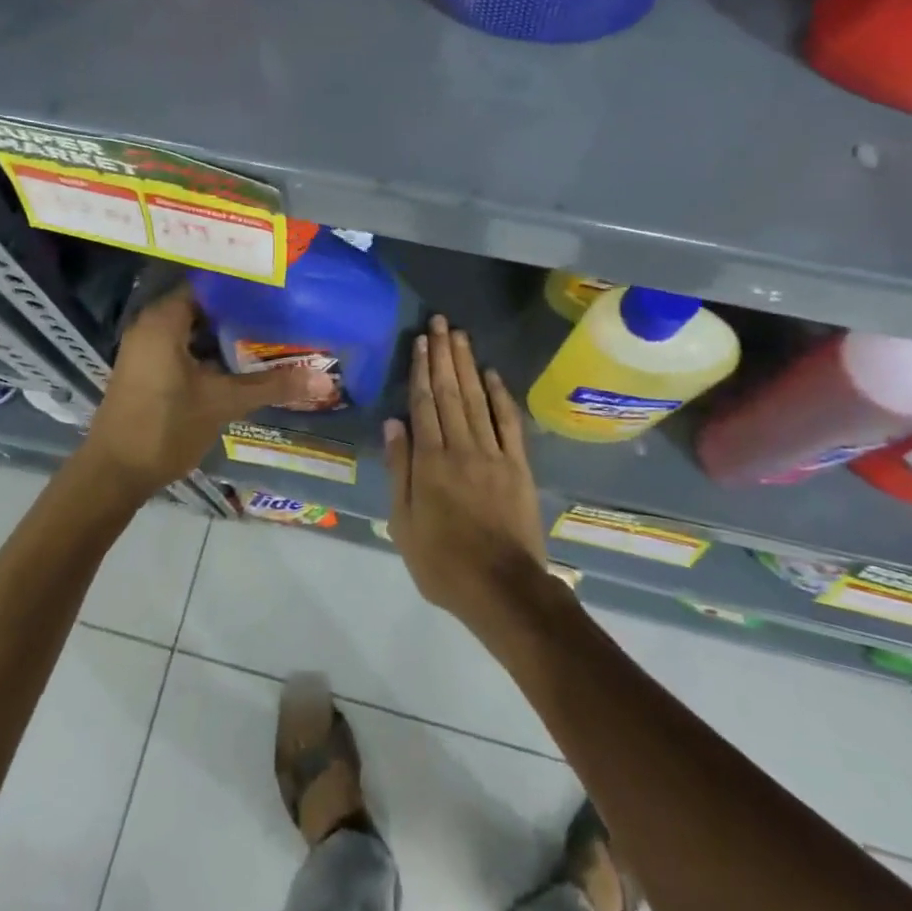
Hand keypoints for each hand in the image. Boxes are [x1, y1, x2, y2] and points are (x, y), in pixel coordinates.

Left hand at [79, 284, 328, 499]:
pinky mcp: (148, 368)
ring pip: (195, 327)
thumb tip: (323, 378)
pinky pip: (185, 344)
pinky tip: (241, 358)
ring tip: (270, 329)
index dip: (243, 283)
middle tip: (282, 307)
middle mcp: (151, 325)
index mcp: (164, 320)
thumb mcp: (222, 403)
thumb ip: (271, 385)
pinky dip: (210, 348)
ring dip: (227, 331)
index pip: (209, 283)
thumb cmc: (165, 428)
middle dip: (241, 308)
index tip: (277, 284)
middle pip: (204, 304)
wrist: (113, 475)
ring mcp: (147, 347)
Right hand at [385, 315, 547, 626]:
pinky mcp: (518, 465)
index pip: (424, 404)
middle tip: (440, 322)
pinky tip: (492, 373)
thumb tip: (393, 423)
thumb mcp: (404, 524)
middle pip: (450, 392)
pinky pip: (508, 422)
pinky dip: (500, 395)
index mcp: (430, 461)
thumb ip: (400, 470)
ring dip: (467, 364)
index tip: (420, 341)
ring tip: (459, 335)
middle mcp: (461, 447)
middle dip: (444, 354)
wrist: (503, 588)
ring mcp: (493, 454)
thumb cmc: (443, 562)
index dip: (421, 369)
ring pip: (476, 399)